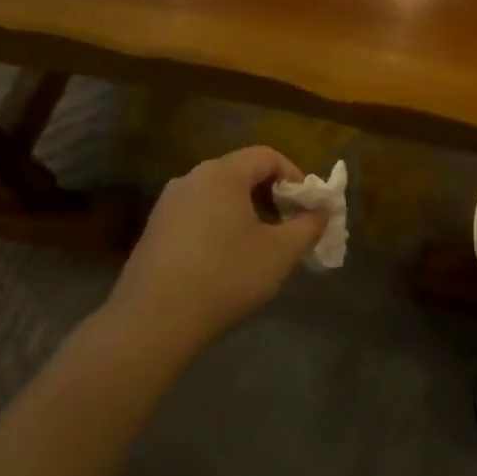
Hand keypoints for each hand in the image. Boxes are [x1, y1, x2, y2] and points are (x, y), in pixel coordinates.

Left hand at [105, 146, 326, 351]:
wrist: (154, 319)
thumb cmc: (226, 275)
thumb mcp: (281, 252)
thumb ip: (309, 226)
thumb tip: (322, 211)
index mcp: (221, 174)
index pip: (267, 156)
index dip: (295, 177)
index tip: (307, 208)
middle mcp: (191, 179)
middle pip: (241, 173)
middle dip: (272, 196)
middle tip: (289, 228)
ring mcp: (167, 204)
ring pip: (219, 196)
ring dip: (247, 213)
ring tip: (261, 248)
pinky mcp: (154, 230)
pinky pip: (198, 215)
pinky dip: (221, 227)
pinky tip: (227, 262)